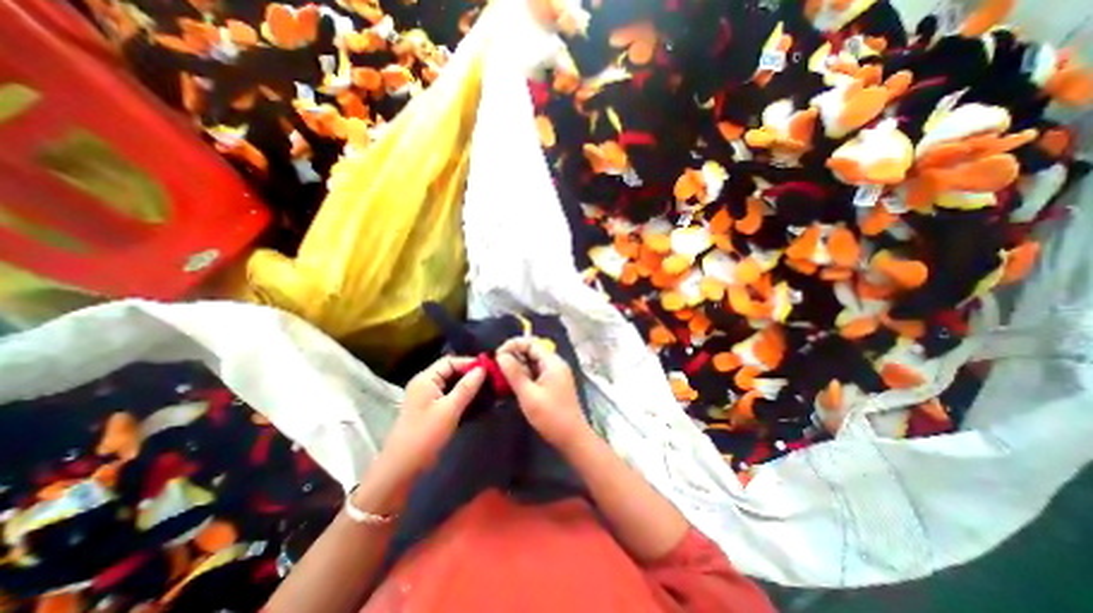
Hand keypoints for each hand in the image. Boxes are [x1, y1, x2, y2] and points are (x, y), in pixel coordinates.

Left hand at [378, 358, 483, 482]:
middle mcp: (424, 383)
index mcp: (426, 378)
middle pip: (450, 370)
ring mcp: (426, 396)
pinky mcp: (429, 408)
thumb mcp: (450, 409)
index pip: (450, 361)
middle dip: (470, 374)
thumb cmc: (426, 434)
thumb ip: (467, 387)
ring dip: (467, 385)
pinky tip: (475, 401)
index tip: (489, 369)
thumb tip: (483, 368)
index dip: (469, 363)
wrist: (403, 466)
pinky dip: (461, 395)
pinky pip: (448, 394)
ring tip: (487, 389)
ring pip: (450, 383)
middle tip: (490, 380)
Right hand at [498, 340, 593, 449]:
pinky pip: (536, 373)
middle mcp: (555, 364)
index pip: (531, 343)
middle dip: (514, 355)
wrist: (572, 438)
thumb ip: (514, 373)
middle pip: (532, 351)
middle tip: (496, 366)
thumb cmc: (551, 416)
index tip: (497, 355)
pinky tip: (513, 382)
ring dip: (518, 366)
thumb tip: (501, 355)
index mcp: (553, 362)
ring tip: (501, 374)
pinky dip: (524, 375)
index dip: (513, 345)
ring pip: (533, 362)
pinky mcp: (553, 384)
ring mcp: (555, 374)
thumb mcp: (528, 394)